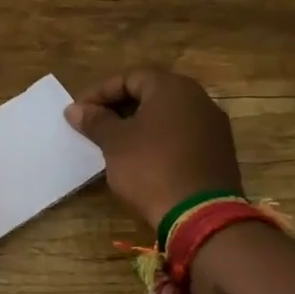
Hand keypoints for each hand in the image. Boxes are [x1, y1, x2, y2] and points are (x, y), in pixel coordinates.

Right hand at [66, 68, 241, 230]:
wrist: (200, 216)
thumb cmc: (151, 168)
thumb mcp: (114, 143)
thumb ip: (95, 121)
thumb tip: (75, 109)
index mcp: (173, 88)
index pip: (130, 77)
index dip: (100, 92)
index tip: (79, 111)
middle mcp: (199, 99)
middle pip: (151, 94)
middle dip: (119, 107)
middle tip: (94, 125)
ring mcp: (213, 127)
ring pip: (167, 116)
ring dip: (139, 125)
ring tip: (114, 143)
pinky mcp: (219, 153)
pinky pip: (182, 136)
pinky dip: (159, 141)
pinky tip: (142, 159)